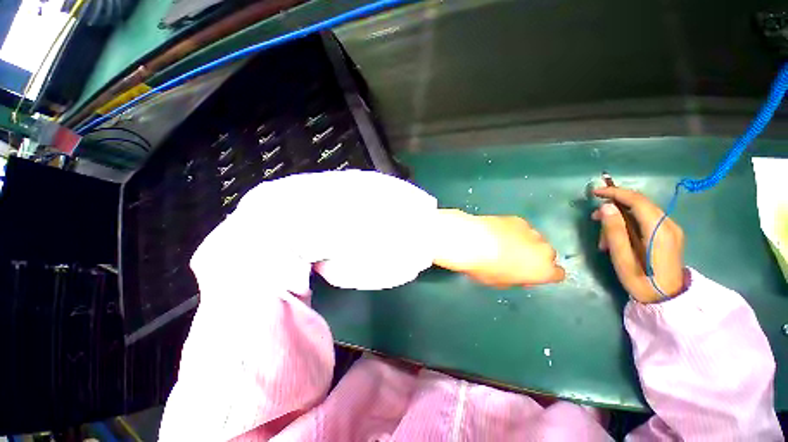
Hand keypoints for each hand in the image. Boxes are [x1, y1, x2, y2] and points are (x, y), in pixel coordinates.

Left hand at [433, 210, 564, 287]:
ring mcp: (531, 231)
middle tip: (515, 258)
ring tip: (504, 243)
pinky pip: (521, 228)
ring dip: (526, 242)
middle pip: (547, 254)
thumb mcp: (501, 282)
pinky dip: (514, 231)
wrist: (471, 240)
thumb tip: (519, 274)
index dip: (545, 274)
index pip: (557, 274)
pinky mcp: (518, 219)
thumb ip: (517, 279)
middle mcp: (544, 250)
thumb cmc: (485, 267)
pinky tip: (498, 232)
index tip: (532, 274)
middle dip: (535, 257)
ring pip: (535, 239)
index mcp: (543, 270)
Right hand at [592, 187, 684, 302]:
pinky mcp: (669, 235)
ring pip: (641, 213)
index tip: (595, 193)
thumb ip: (614, 232)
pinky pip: (646, 220)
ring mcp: (671, 230)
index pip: (637, 201)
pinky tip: (619, 239)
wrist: (667, 300)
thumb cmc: (641, 282)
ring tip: (605, 239)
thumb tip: (606, 207)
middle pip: (639, 204)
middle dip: (614, 207)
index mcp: (658, 230)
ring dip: (620, 219)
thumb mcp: (622, 259)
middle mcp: (669, 225)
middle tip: (595, 220)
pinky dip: (629, 225)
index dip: (615, 193)